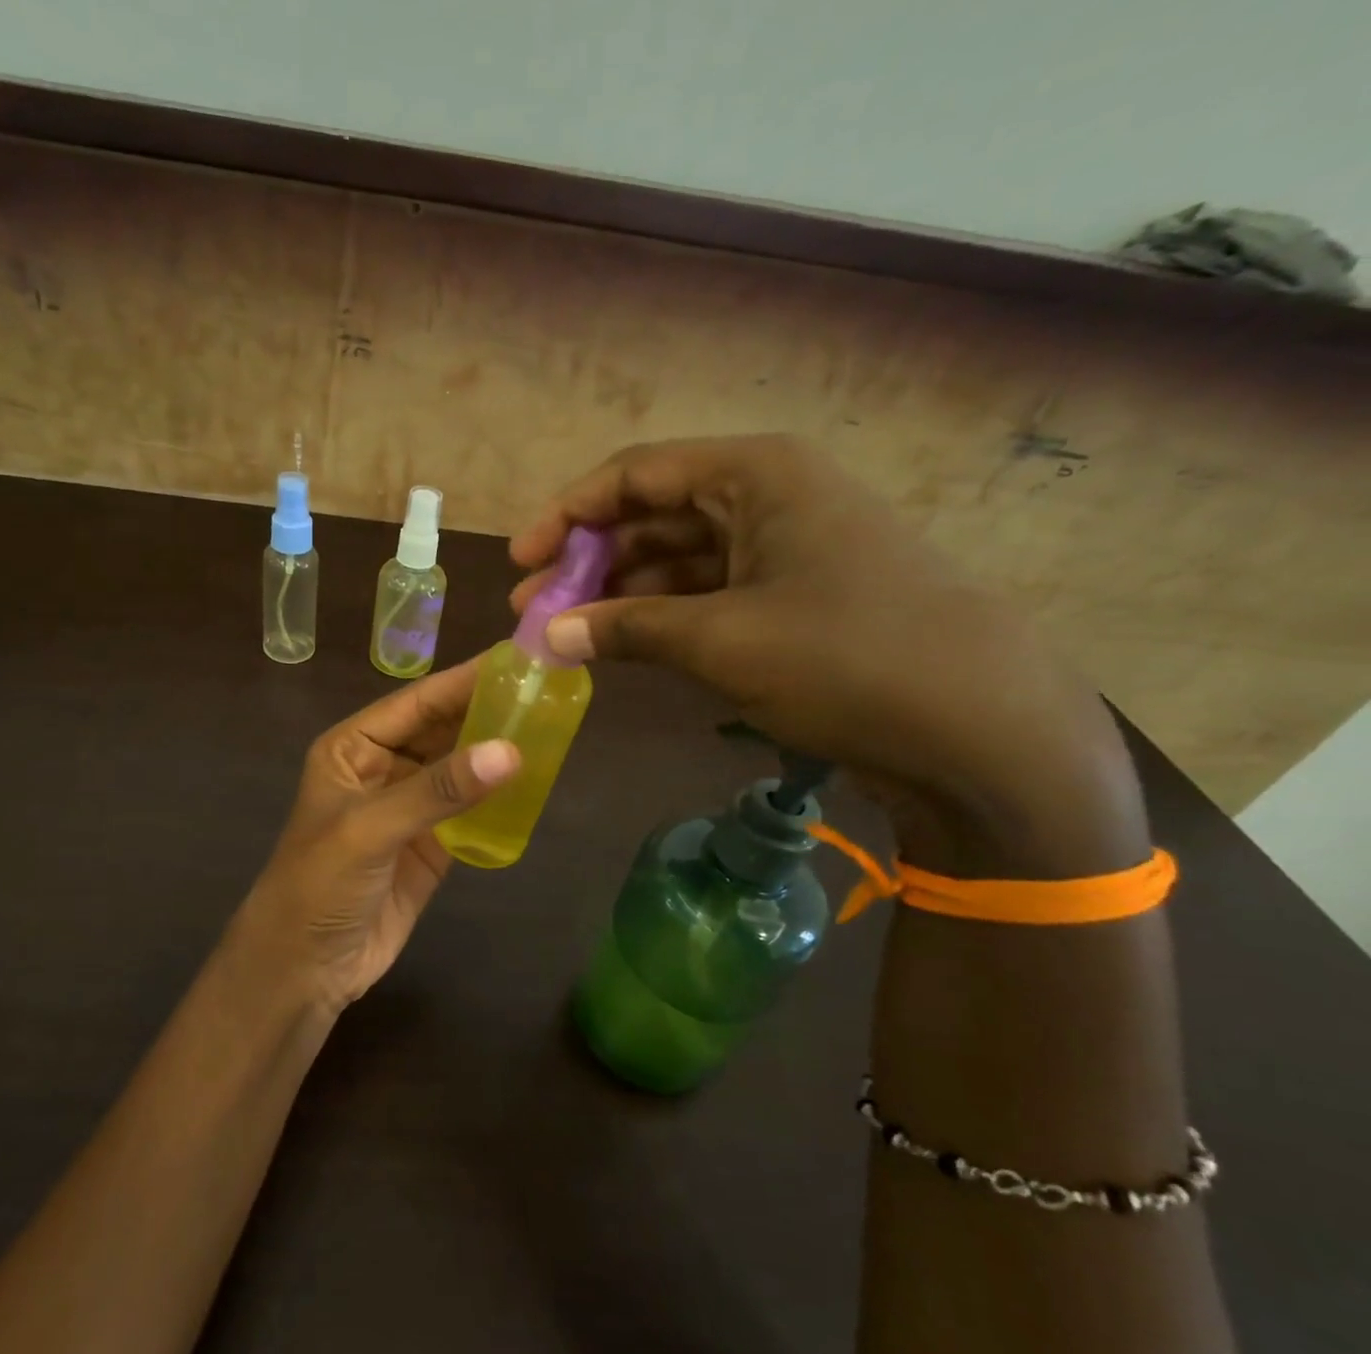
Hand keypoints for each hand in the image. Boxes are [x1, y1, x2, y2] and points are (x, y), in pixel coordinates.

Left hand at [224, 661, 518, 1011]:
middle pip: (443, 730)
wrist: (305, 968)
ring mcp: (410, 809)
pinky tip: (535, 783)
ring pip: (461, 768)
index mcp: (354, 748)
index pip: (417, 703)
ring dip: (497, 752)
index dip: (465, 680)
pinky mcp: (432, 846)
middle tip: (549, 690)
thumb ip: (438, 790)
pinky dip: (499, 799)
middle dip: (488, 712)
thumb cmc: (319, 885)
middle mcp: (383, 769)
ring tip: (553, 727)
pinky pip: (471, 811)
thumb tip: (510, 751)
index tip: (519, 659)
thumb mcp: (370, 829)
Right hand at [511, 436, 1147, 874]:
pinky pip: (705, 597)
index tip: (522, 560)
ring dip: (618, 595)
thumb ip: (625, 629)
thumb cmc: (847, 659)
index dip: (569, 514)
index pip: (637, 474)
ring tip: (564, 635)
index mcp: (756, 475)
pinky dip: (659, 621)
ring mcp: (783, 551)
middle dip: (588, 561)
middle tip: (533, 609)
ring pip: (677, 560)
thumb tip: (545, 633)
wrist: (980, 729)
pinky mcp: (791, 601)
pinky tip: (619, 648)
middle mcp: (768, 498)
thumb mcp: (721, 640)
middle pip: (653, 515)